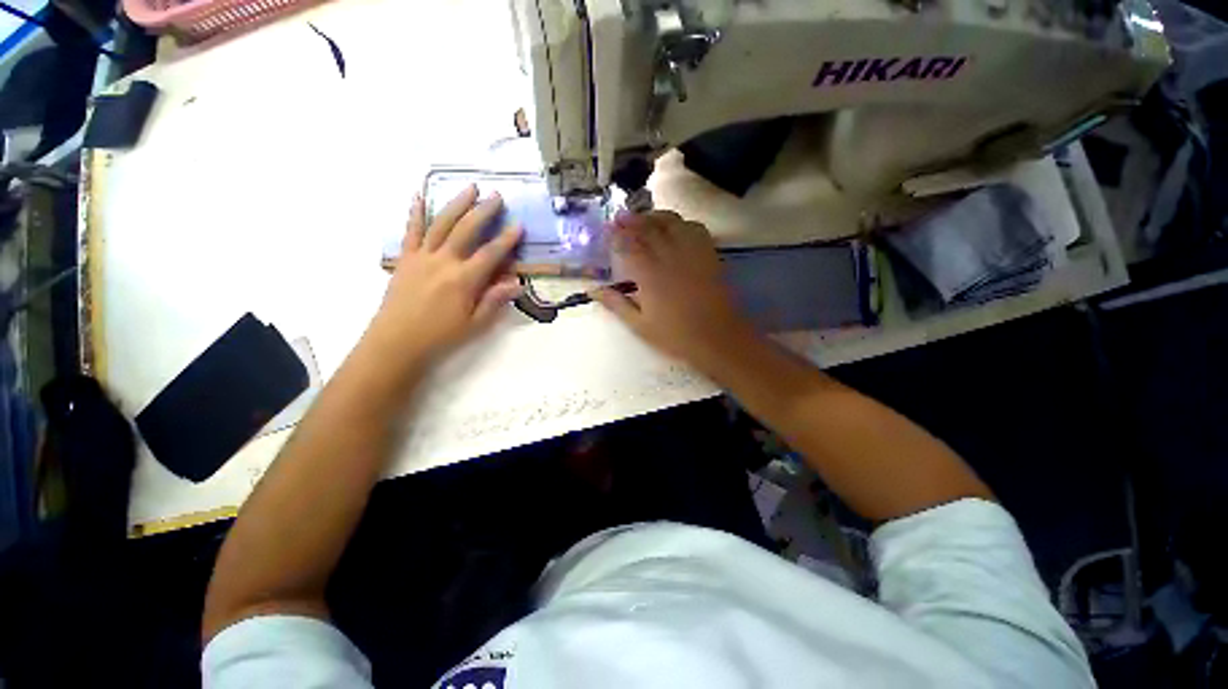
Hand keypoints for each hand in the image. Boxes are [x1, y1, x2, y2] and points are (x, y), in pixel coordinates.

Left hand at [364, 185, 521, 367]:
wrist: (396, 342)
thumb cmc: (441, 336)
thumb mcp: (475, 324)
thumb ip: (495, 300)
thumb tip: (517, 283)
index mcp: (464, 280)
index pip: (491, 254)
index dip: (507, 239)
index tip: (518, 225)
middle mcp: (443, 262)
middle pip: (466, 230)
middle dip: (483, 211)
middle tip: (496, 196)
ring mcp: (422, 257)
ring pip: (441, 224)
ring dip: (456, 204)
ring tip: (470, 188)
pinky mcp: (405, 259)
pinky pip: (411, 231)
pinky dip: (415, 212)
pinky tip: (418, 196)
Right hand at [595, 211, 756, 371]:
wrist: (717, 339)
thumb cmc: (675, 336)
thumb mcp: (640, 325)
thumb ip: (616, 304)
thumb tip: (593, 290)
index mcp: (650, 275)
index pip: (629, 245)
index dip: (617, 234)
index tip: (607, 229)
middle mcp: (670, 257)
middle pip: (650, 228)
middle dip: (633, 220)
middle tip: (621, 217)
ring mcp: (692, 254)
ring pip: (673, 223)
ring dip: (656, 216)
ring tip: (645, 218)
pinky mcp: (709, 256)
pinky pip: (695, 229)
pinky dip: (682, 223)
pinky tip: (676, 228)